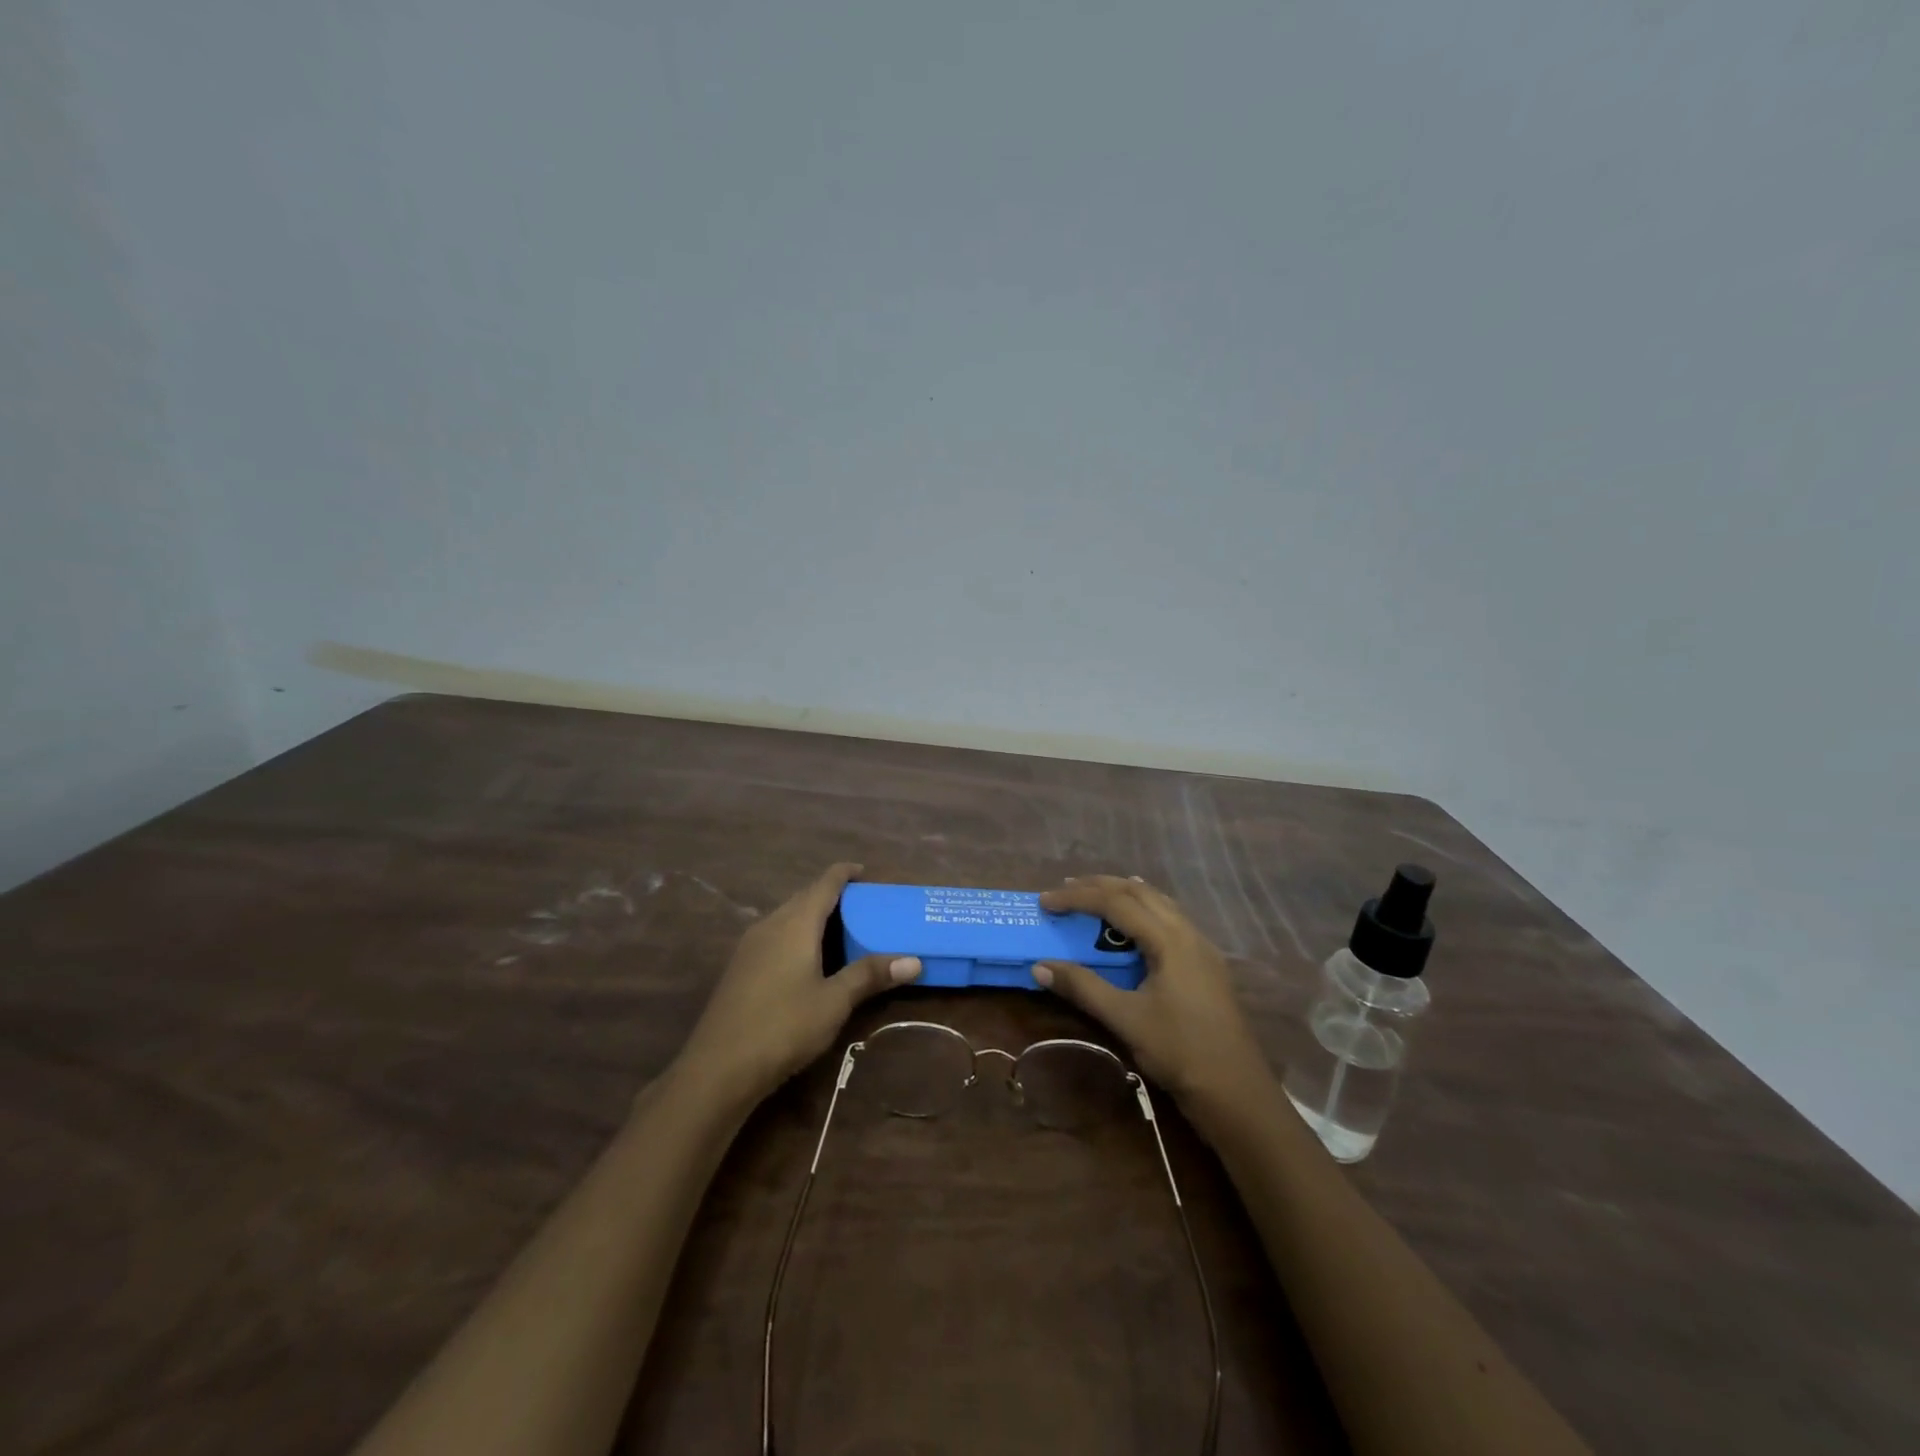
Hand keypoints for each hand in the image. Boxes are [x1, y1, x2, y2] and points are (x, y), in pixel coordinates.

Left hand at [678, 863, 921, 1103]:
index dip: (845, 873)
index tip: (866, 872)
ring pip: (788, 917)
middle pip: (805, 897)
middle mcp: (770, 924)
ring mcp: (750, 946)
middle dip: (833, 896)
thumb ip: (870, 975)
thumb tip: (914, 960)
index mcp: (795, 923)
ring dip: (814, 917)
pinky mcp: (740, 968)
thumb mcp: (835, 1002)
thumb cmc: (784, 1026)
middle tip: (864, 907)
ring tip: (842, 931)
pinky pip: (776, 936)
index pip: (824, 883)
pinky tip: (810, 960)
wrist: (718, 1069)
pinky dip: (798, 936)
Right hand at [1036, 875, 1270, 1104]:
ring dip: (1124, 894)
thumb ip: (1082, 988)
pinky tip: (1135, 924)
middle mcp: (1188, 933)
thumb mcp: (1125, 1019)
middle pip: (1140, 892)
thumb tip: (1039, 966)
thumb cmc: (1179, 1051)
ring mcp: (1201, 948)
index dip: (1077, 898)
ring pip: (1159, 903)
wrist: (1236, 1091)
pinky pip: (1170, 920)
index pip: (1116, 903)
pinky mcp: (1206, 964)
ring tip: (1095, 895)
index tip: (1045, 901)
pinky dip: (1144, 911)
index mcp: (1170, 939)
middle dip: (1101, 885)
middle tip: (1065, 888)